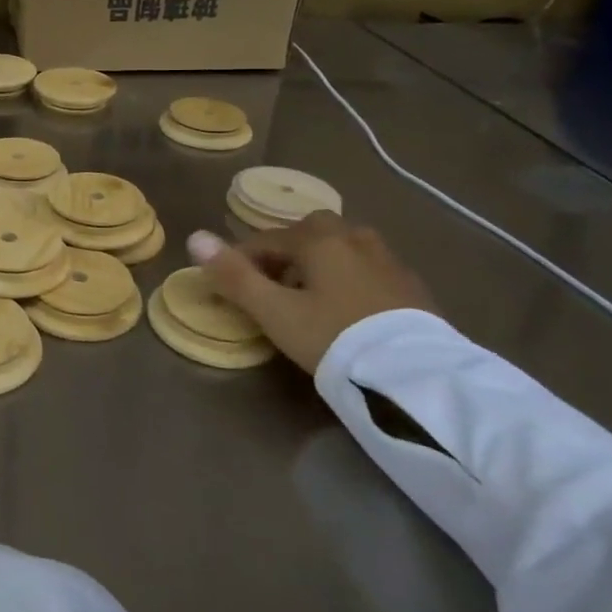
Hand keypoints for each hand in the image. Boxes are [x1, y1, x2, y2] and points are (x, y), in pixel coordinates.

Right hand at [187, 213, 434, 374]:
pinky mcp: (411, 286)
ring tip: (308, 301)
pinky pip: (366, 270)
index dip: (240, 261)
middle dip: (284, 255)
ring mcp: (387, 259)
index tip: (229, 288)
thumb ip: (233, 275)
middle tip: (273, 290)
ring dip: (318, 266)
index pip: (265, 240)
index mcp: (317, 238)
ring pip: (339, 250)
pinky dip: (347, 280)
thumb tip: (194, 236)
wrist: (417, 376)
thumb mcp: (274, 312)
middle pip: (307, 235)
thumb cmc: (334, 337)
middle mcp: (354, 237)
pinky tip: (346, 312)